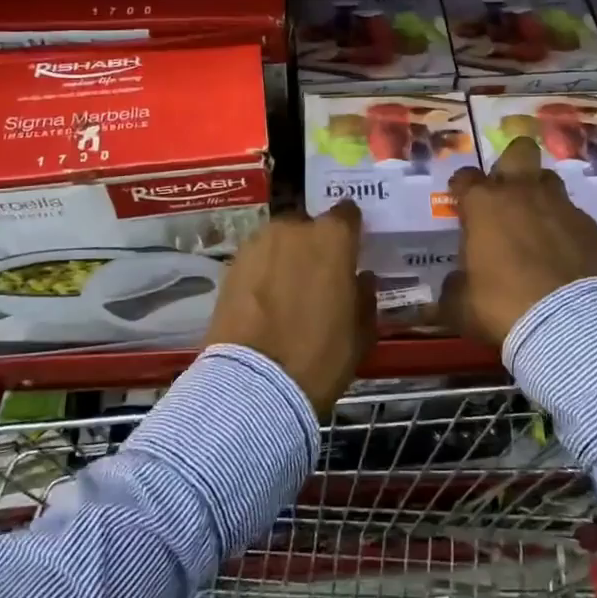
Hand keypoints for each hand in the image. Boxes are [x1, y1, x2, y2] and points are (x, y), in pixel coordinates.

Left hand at [203, 200, 375, 416]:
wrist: (254, 383)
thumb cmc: (320, 356)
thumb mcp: (360, 333)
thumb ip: (365, 297)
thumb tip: (361, 278)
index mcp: (333, 238)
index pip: (347, 214)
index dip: (351, 231)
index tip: (352, 248)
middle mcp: (294, 229)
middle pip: (309, 226)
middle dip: (315, 244)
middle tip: (319, 275)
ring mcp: (258, 244)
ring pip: (280, 242)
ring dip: (286, 256)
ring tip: (288, 289)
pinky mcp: (231, 265)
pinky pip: (257, 260)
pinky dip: (263, 272)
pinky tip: (265, 300)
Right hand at [444, 136, 596, 346]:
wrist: (568, 323)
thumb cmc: (502, 306)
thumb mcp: (461, 305)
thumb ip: (454, 286)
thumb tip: (456, 283)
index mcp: (484, 205)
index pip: (465, 177)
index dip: (461, 188)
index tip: (461, 202)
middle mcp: (522, 193)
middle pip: (519, 152)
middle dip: (511, 163)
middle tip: (506, 191)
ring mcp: (560, 206)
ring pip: (549, 179)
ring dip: (540, 194)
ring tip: (536, 221)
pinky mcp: (590, 226)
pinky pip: (573, 214)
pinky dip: (565, 226)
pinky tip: (563, 250)